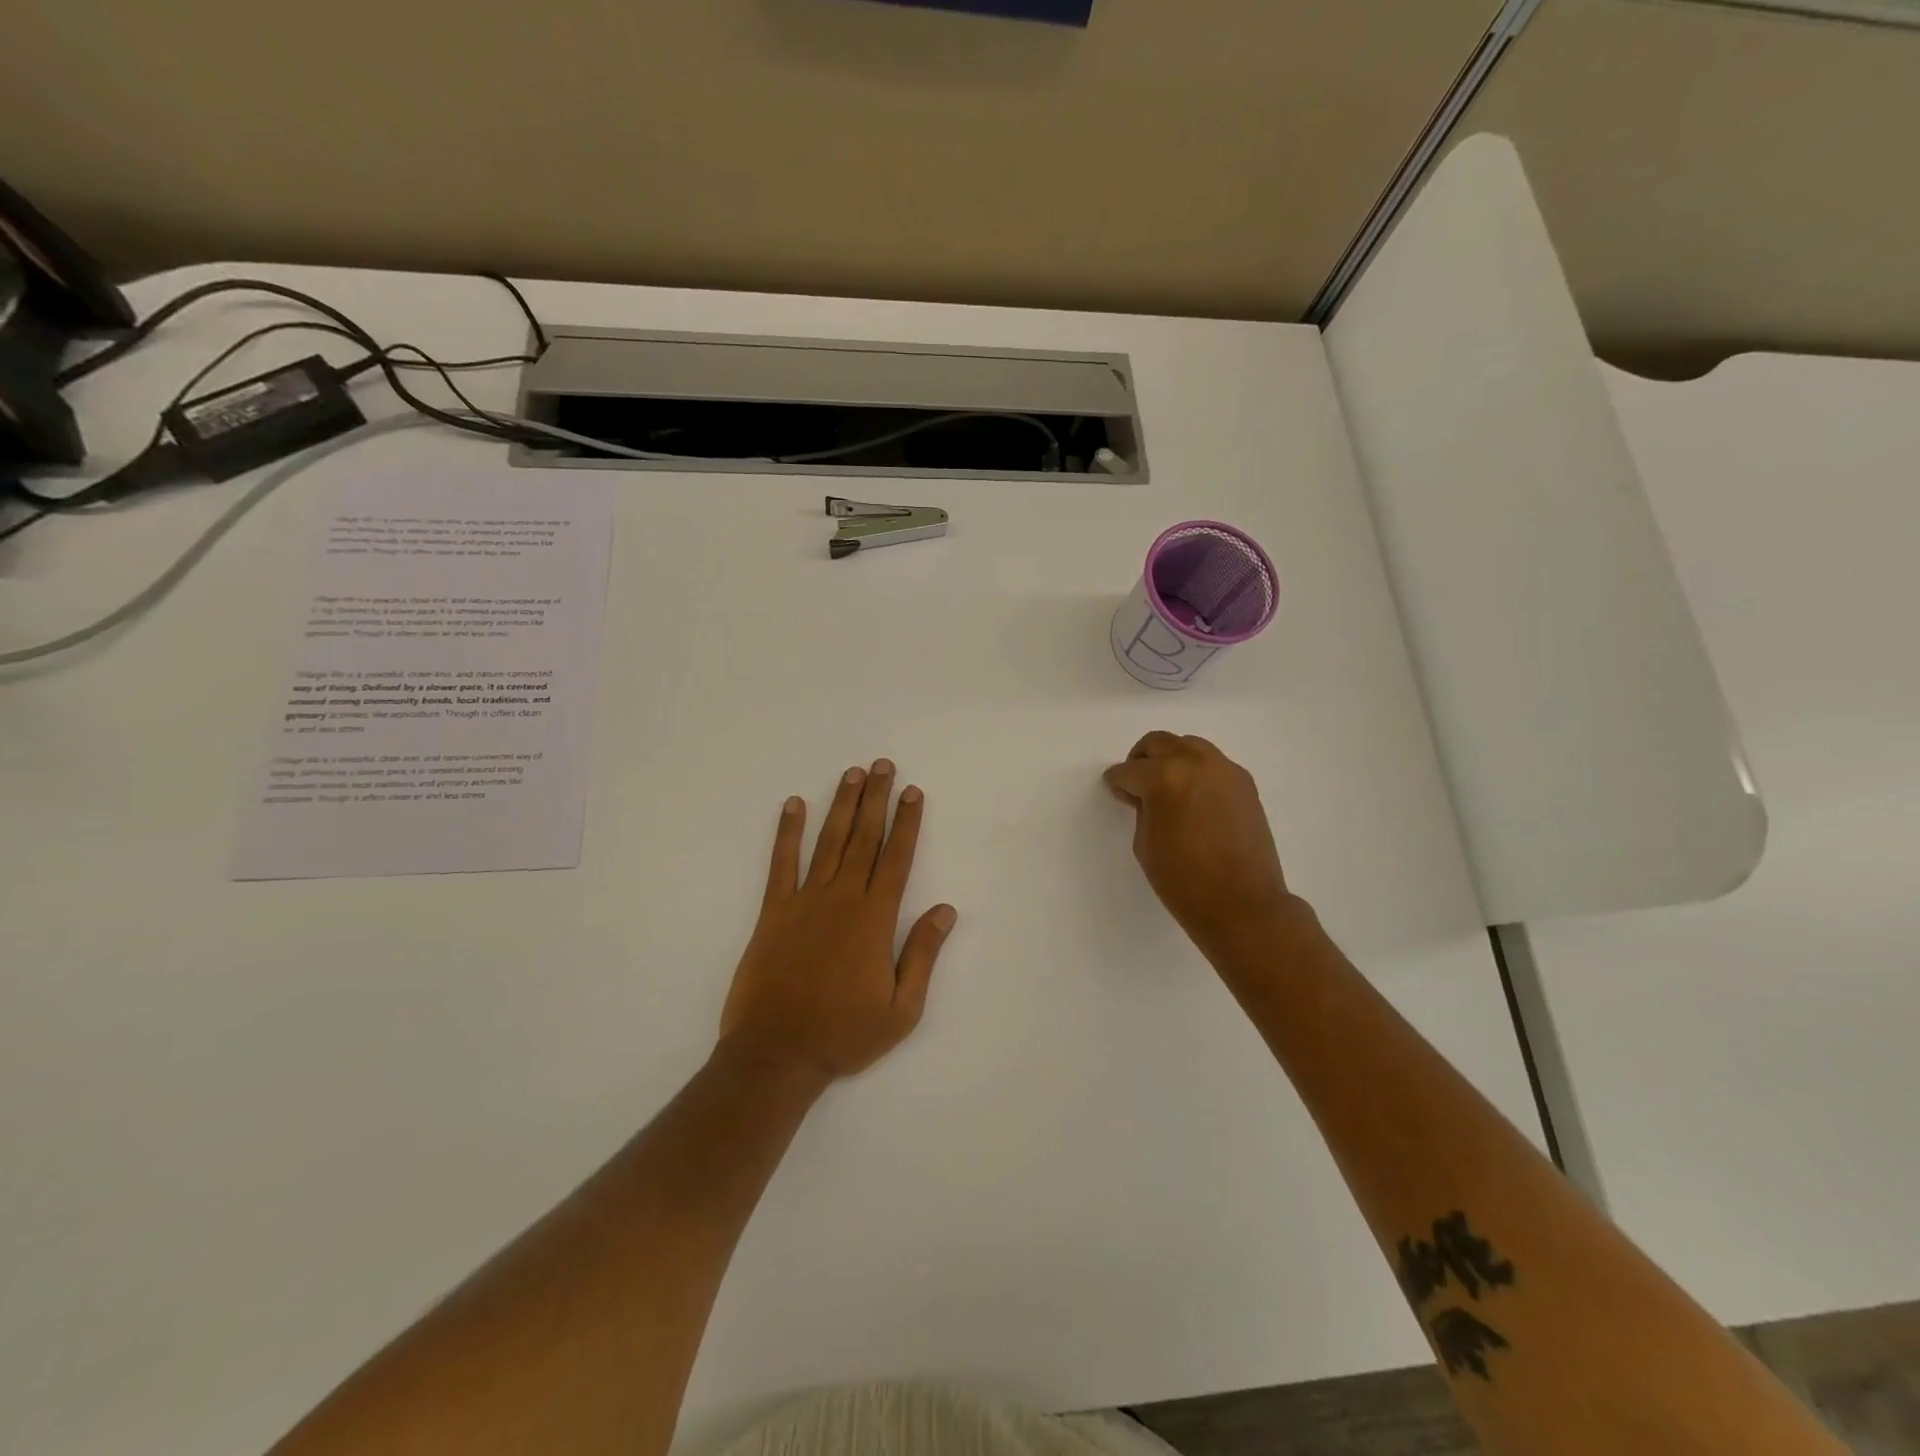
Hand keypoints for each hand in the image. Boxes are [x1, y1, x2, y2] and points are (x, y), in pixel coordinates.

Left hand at [719, 760, 957, 1085]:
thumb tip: (946, 910)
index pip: (896, 859)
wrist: (777, 1054)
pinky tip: (794, 805)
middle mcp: (842, 899)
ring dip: (842, 805)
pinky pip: (782, 863)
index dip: (906, 823)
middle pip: (864, 839)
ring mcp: (805, 901)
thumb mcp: (902, 1009)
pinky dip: (787, 832)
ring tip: (852, 774)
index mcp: (875, 919)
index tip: (913, 792)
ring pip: (829, 842)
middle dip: (877, 799)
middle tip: (883, 766)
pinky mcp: (773, 911)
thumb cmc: (844, 1034)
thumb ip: (923, 954)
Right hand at [1103, 732, 1294, 952]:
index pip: (1129, 770)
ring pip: (1189, 746)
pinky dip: (1197, 770)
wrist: (1242, 904)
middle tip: (1136, 783)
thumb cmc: (1183, 881)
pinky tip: (1192, 797)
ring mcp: (1225, 771)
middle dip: (1141, 759)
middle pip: (1159, 743)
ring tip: (1166, 787)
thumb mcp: (1145, 844)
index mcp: (1164, 778)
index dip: (1117, 781)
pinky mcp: (1245, 784)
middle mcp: (1196, 763)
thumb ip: (1142, 809)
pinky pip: (1213, 763)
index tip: (1114, 789)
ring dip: (1171, 759)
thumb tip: (1146, 795)